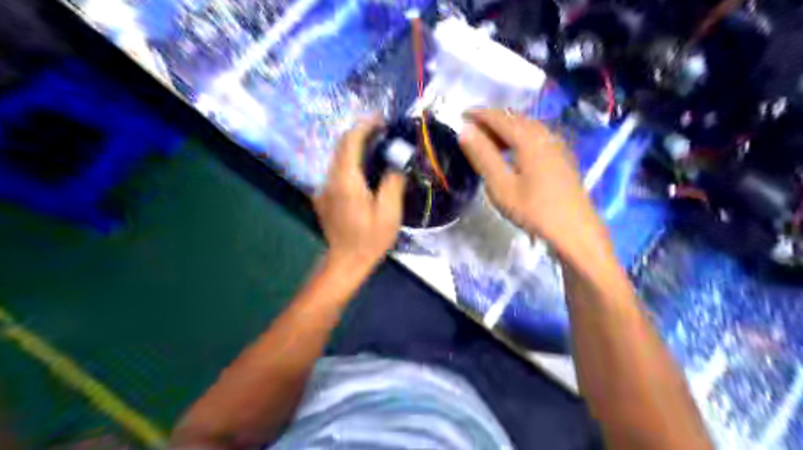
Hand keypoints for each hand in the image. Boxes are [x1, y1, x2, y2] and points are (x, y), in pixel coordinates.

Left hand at [311, 116, 403, 274]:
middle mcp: (330, 180)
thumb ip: (392, 183)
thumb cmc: (369, 239)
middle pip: (340, 146)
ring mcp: (323, 189)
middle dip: (359, 133)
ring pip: (337, 158)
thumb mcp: (389, 213)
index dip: (364, 126)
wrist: (345, 261)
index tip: (380, 120)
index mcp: (346, 181)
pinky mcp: (323, 197)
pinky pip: (336, 171)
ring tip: (377, 147)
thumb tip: (395, 164)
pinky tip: (365, 170)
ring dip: (354, 147)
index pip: (350, 142)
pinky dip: (350, 162)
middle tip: (382, 131)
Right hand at [461, 109, 612, 261]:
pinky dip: (519, 136)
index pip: (499, 118)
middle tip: (472, 127)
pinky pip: (536, 136)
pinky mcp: (562, 157)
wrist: (575, 231)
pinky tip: (514, 151)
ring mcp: (557, 145)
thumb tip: (465, 130)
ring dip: (506, 128)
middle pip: (515, 118)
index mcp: (529, 139)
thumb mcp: (501, 185)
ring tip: (489, 138)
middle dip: (492, 119)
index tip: (461, 114)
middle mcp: (545, 135)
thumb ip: (483, 156)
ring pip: (528, 127)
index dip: (479, 114)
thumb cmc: (534, 210)